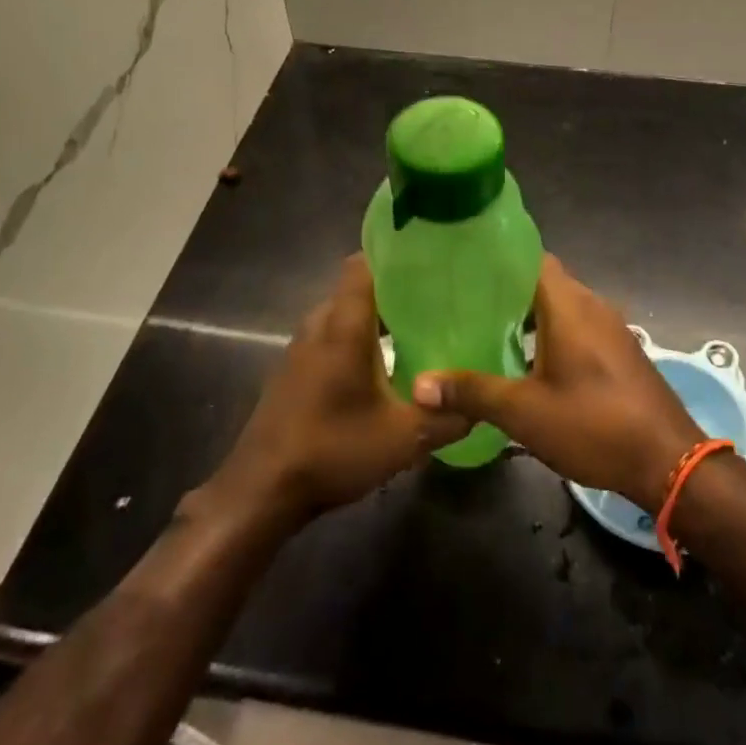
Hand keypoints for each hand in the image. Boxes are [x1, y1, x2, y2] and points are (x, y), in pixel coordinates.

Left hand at [202, 256, 468, 528]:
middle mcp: (319, 325)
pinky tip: (383, 364)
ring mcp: (301, 347)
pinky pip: (331, 335)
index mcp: (344, 326)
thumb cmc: (332, 450)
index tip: (430, 258)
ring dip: (376, 316)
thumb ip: (449, 418)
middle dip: (395, 288)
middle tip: (437, 297)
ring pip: (344, 313)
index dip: (394, 254)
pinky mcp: (295, 369)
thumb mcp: (404, 439)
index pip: (363, 264)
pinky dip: (357, 337)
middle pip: (357, 287)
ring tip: (418, 327)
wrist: (262, 490)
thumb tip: (483, 407)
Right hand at [412, 255, 702, 509]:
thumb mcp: (524, 412)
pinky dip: (550, 334)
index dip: (498, 259)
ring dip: (528, 316)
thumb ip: (472, 392)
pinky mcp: (619, 352)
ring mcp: (610, 328)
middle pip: (544, 282)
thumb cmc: (594, 425)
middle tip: (463, 303)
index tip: (462, 266)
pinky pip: (578, 327)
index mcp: (569, 305)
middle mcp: (592, 306)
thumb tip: (420, 385)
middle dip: (506, 291)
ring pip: (561, 307)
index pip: (531, 258)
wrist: (668, 461)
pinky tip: (526, 361)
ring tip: (486, 330)